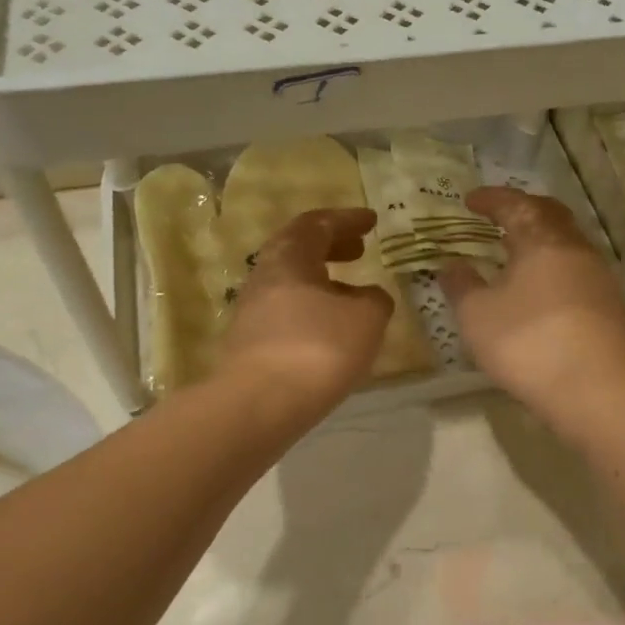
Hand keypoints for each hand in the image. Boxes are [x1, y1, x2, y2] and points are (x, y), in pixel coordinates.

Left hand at [219, 208, 393, 410]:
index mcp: (289, 258)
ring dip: (321, 280)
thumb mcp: (366, 318)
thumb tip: (369, 296)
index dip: (346, 220)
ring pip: (290, 282)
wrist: (259, 404)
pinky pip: (286, 312)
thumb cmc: (317, 348)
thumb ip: (374, 300)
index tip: (372, 221)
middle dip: (331, 246)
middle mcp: (264, 277)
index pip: (316, 224)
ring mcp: (252, 311)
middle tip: (359, 249)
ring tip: (350, 292)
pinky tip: (330, 329)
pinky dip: (312, 308)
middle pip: (297, 249)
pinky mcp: (250, 343)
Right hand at [441, 187, 624, 432]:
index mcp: (541, 240)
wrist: (597, 391)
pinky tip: (541, 289)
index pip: (515, 204)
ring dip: (541, 240)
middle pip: (550, 215)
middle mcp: (576, 249)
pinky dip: (554, 267)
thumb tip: (451, 265)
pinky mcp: (611, 306)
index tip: (470, 200)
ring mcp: (599, 277)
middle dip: (523, 210)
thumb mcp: (477, 316)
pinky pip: (577, 271)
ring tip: (518, 253)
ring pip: (568, 243)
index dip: (491, 199)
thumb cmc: (528, 343)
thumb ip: (461, 286)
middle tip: (500, 217)